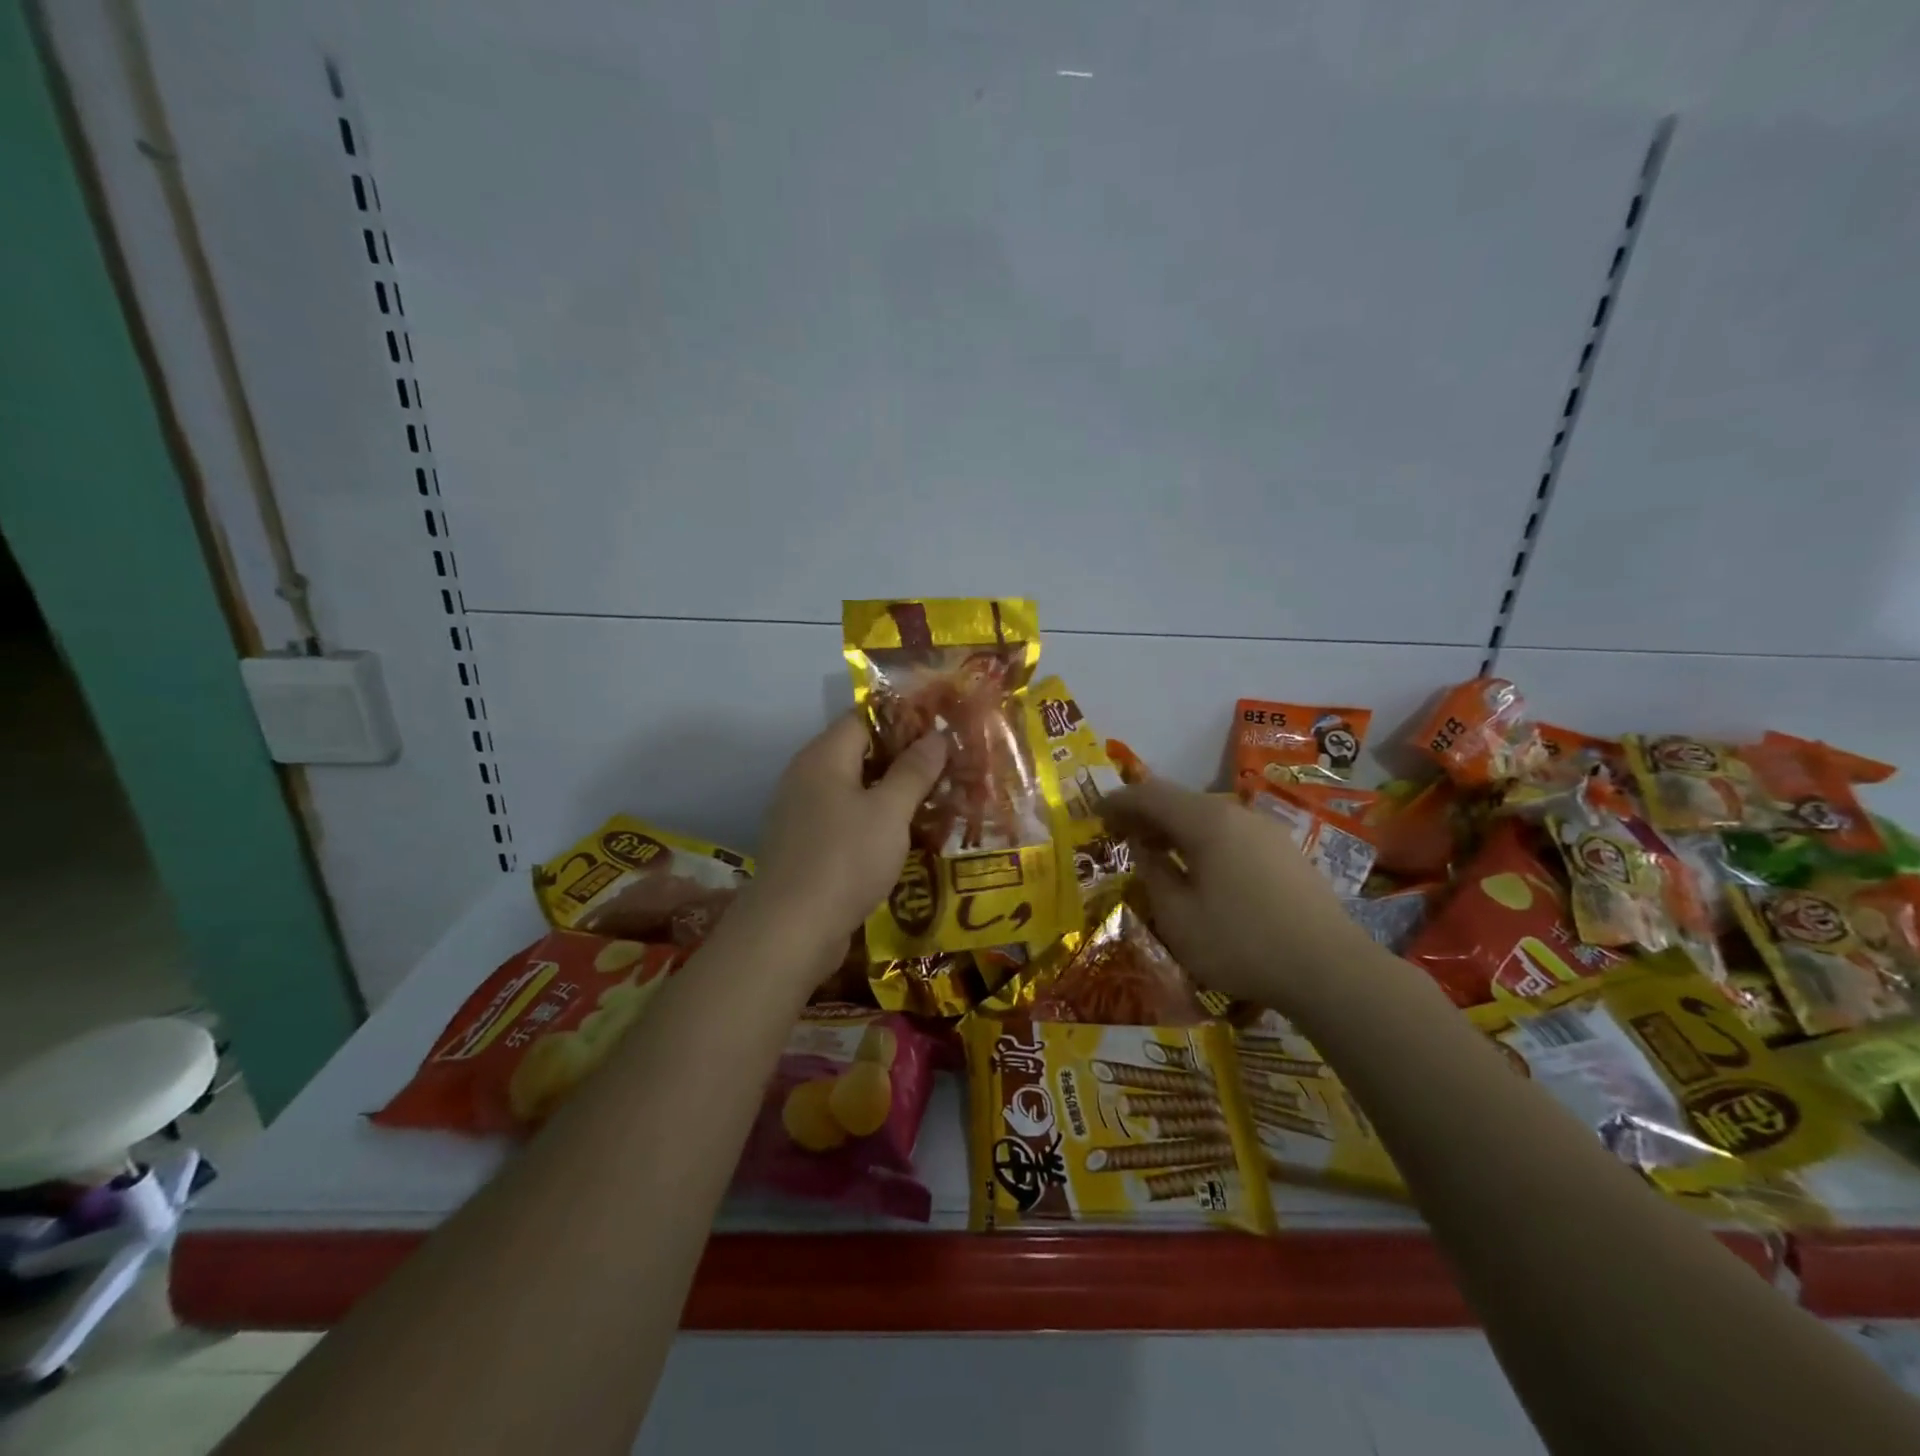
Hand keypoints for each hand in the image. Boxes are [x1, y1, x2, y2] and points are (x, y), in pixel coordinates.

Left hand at [744, 712, 946, 956]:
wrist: (792, 930)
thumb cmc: (845, 858)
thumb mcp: (890, 811)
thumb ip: (914, 771)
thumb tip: (937, 736)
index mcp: (824, 756)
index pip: (864, 717)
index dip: (904, 718)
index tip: (942, 728)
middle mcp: (807, 776)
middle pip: (859, 752)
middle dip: (903, 758)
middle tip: (948, 766)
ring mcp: (802, 813)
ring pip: (855, 789)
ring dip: (892, 792)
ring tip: (936, 800)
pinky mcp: (806, 846)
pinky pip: (846, 819)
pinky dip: (875, 821)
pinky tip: (904, 836)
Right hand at [1103, 779, 1368, 1011]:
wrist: (1330, 969)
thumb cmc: (1241, 943)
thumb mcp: (1178, 916)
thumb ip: (1153, 873)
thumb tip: (1143, 848)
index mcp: (1206, 822)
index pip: (1150, 794)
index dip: (1119, 800)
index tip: (1095, 812)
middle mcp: (1237, 814)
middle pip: (1181, 801)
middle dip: (1146, 813)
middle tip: (1121, 834)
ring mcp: (1267, 831)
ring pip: (1208, 817)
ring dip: (1176, 828)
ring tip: (1157, 852)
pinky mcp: (1286, 853)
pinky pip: (1232, 834)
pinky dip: (1204, 841)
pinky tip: (1201, 869)